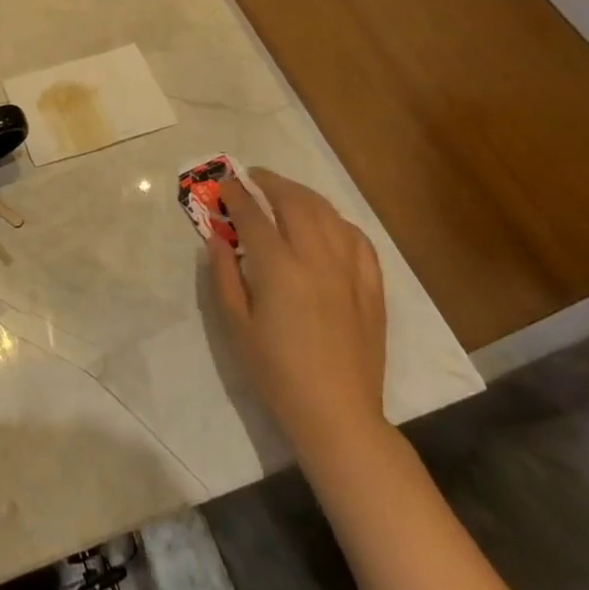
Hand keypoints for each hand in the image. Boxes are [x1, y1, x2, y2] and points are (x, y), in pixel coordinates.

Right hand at [207, 170, 388, 472]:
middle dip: (271, 183)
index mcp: (279, 268)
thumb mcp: (235, 324)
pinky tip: (328, 223)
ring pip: (328, 214)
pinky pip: (358, 239)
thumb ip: (224, 274)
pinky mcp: (371, 286)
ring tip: (286, 192)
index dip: (236, 196)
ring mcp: (349, 270)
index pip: (254, 216)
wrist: (336, 412)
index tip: (224, 185)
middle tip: (253, 178)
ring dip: (304, 195)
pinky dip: (338, 221)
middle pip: (295, 203)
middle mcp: (316, 258)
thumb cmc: (275, 372)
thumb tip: (217, 237)